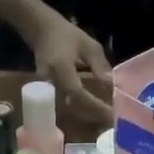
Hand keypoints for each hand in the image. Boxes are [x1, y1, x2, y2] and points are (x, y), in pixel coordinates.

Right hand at [28, 11, 114, 126]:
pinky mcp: (46, 94)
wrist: (41, 31)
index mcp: (60, 69)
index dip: (95, 106)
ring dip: (86, 119)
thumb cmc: (66, 35)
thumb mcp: (89, 46)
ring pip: (67, 112)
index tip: (113, 115)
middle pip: (72, 109)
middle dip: (93, 117)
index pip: (78, 94)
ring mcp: (45, 90)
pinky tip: (93, 115)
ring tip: (105, 121)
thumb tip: (112, 86)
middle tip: (113, 122)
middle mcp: (50, 83)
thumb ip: (100, 66)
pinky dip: (79, 114)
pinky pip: (63, 109)